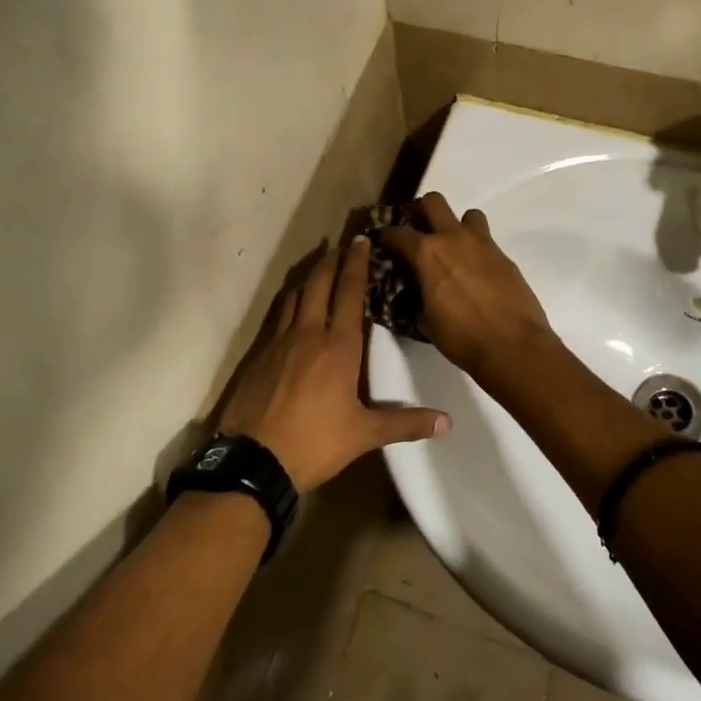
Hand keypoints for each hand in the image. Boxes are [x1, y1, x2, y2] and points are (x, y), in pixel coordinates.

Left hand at [216, 237, 449, 491]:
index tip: (361, 241)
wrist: (253, 459)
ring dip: (309, 278)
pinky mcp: (258, 355)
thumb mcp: (364, 435)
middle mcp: (307, 334)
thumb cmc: (315, 443)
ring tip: (319, 268)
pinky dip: (289, 302)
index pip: (349, 294)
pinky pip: (277, 317)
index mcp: (337, 347)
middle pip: (318, 285)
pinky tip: (292, 308)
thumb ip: (405, 424)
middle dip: (332, 262)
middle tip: (342, 245)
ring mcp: (278, 342)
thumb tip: (447, 422)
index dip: (356, 265)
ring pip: (294, 297)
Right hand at [380, 192, 551, 381]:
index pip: (397, 233)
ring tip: (454, 248)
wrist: (513, 346)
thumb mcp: (426, 320)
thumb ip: (417, 296)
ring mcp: (483, 244)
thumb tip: (416, 292)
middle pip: (434, 202)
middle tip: (419, 231)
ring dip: (457, 226)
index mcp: (427, 254)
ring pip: (467, 214)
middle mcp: (454, 239)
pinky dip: (476, 250)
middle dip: (422, 212)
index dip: (385, 235)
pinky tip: (476, 272)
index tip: (382, 241)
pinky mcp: (504, 257)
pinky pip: (486, 241)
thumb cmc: (462, 337)